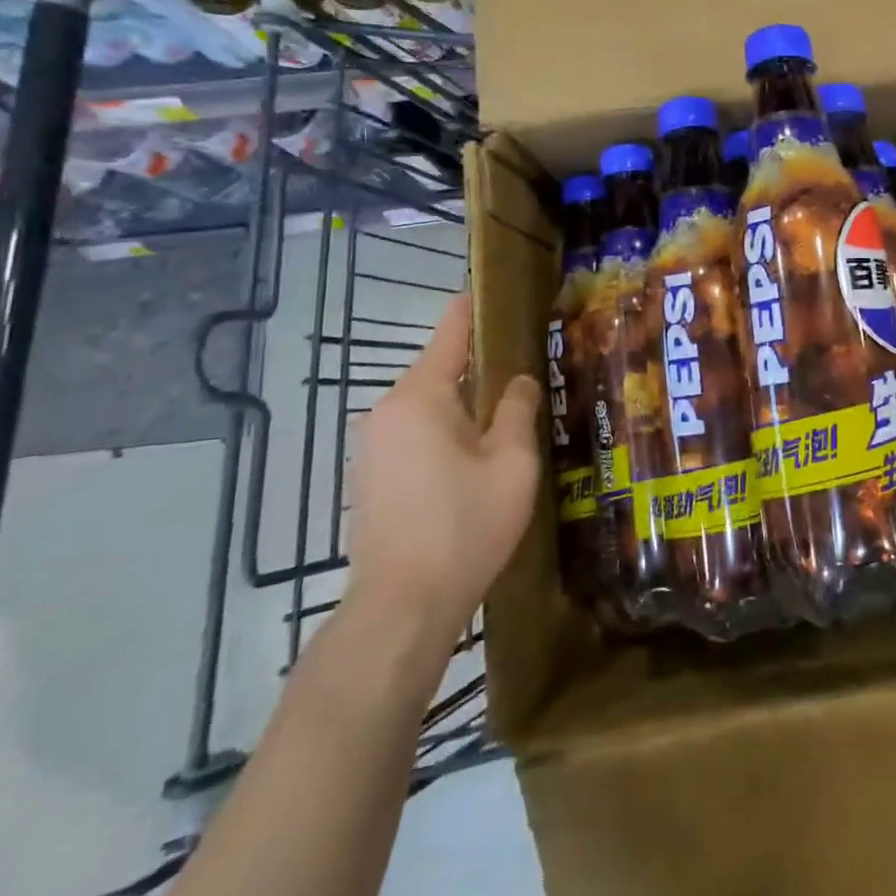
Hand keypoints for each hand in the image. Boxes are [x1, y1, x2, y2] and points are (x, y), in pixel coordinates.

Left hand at [347, 294, 541, 649]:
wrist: (401, 607)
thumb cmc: (464, 525)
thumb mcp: (511, 462)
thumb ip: (517, 410)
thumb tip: (520, 380)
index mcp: (420, 396)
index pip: (450, 333)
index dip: (474, 308)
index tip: (494, 288)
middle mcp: (387, 410)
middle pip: (440, 371)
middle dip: (479, 366)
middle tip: (525, 366)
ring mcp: (373, 446)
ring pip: (428, 406)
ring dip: (463, 405)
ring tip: (507, 413)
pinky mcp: (371, 477)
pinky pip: (414, 434)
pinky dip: (444, 432)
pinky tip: (473, 457)